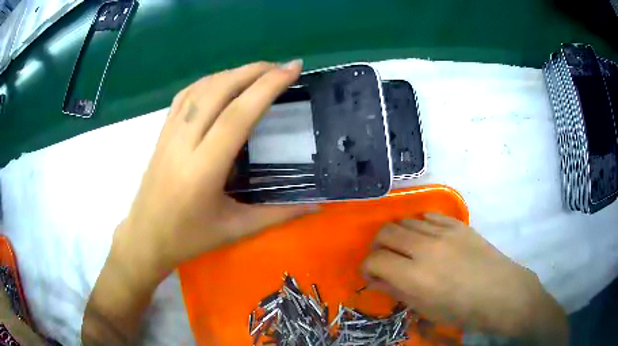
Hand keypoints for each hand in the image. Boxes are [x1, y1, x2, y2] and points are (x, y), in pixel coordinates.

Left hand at [115, 60, 316, 276]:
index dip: (268, 87)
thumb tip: (317, 205)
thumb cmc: (189, 238)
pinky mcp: (161, 133)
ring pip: (200, 89)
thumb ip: (278, 215)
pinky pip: (184, 96)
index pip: (239, 114)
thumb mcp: (235, 230)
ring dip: (232, 73)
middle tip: (281, 67)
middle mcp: (184, 143)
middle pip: (219, 91)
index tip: (293, 69)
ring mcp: (169, 134)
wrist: (146, 237)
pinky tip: (222, 83)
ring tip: (257, 72)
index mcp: (204, 168)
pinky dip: (208, 81)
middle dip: (253, 71)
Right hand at [362, 214, 566, 340]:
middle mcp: (424, 248)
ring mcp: (443, 232)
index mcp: (413, 275)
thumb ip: (396, 290)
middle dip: (377, 246)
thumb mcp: (424, 308)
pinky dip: (419, 226)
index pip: (374, 260)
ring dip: (398, 234)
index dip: (367, 268)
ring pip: (405, 220)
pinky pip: (429, 216)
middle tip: (384, 260)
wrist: (499, 292)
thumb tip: (376, 279)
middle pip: (386, 232)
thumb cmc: (460, 309)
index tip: (372, 275)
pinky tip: (426, 238)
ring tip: (405, 248)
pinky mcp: (457, 224)